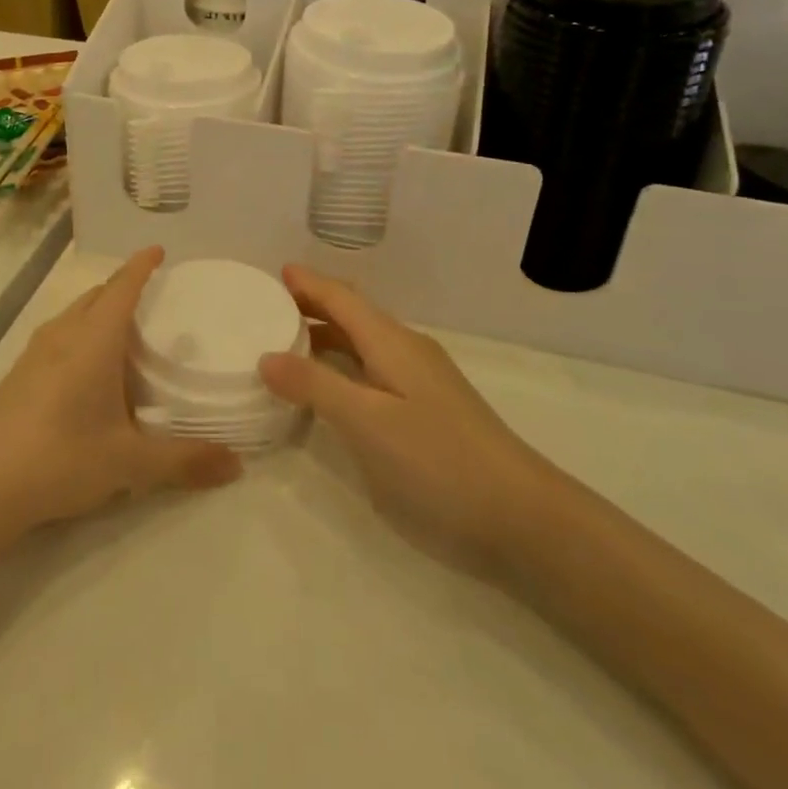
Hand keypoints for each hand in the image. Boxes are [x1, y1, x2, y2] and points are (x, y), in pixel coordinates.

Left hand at [0, 247, 241, 550]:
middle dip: (123, 287)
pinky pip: (58, 336)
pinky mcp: (17, 375)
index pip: (122, 287)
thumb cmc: (61, 459)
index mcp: (92, 340)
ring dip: (99, 310)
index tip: (159, 250)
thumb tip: (236, 465)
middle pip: (96, 295)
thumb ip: (185, 460)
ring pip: (73, 315)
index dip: (141, 266)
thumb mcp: (130, 463)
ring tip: (125, 330)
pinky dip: (81, 333)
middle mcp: (62, 335)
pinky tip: (88, 369)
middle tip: (153, 296)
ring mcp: (34, 353)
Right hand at [259, 265, 553, 556]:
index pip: (342, 299)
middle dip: (314, 305)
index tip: (276, 271)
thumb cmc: (439, 461)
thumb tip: (266, 356)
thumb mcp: (367, 422)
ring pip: (363, 345)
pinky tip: (328, 388)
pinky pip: (372, 372)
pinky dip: (342, 367)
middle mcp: (405, 352)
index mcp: (392, 343)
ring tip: (286, 340)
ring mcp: (419, 383)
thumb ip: (315, 385)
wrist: (521, 518)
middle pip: (352, 316)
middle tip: (269, 305)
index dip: (309, 284)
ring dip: (326, 337)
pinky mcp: (425, 413)